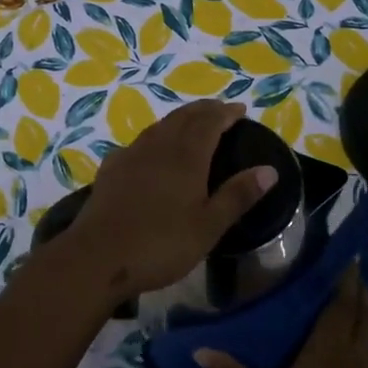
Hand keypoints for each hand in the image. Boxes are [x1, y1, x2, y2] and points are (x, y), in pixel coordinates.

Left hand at [60, 100, 276, 305]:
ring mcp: (131, 155)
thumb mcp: (208, 226)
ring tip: (192, 123)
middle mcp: (159, 146)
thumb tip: (270, 170)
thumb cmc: (160, 244)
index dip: (226, 113)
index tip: (241, 110)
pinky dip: (155, 137)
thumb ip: (238, 195)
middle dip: (205, 110)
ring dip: (180, 119)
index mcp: (186, 156)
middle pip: (184, 117)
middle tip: (221, 110)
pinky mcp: (111, 169)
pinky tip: (152, 150)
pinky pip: (139, 142)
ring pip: (160, 126)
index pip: (210, 122)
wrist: (97, 257)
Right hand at [196, 267, 367, 367]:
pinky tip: (340, 351)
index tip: (348, 253)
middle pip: (362, 318)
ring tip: (346, 302)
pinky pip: (364, 362)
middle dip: (359, 291)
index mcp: (326, 356)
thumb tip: (199, 348)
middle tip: (348, 268)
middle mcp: (347, 364)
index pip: (341, 306)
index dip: (347, 279)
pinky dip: (359, 344)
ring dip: (363, 317)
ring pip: (367, 340)